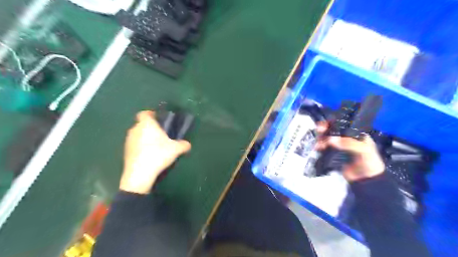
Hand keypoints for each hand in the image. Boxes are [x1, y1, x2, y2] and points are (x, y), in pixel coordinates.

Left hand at [119, 110, 191, 194]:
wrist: (139, 174)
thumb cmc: (158, 155)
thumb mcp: (176, 149)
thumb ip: (183, 145)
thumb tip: (188, 144)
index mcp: (146, 124)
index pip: (144, 113)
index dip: (151, 114)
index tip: (159, 120)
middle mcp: (135, 129)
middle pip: (142, 124)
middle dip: (150, 127)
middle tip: (161, 134)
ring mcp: (128, 141)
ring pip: (138, 134)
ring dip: (145, 137)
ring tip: (155, 145)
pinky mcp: (125, 151)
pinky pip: (134, 144)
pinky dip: (141, 146)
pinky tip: (149, 155)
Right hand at [316, 121, 383, 179]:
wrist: (366, 180)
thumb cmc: (370, 162)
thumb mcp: (363, 150)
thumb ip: (348, 144)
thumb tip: (331, 139)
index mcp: (356, 134)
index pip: (343, 125)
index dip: (333, 123)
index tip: (325, 124)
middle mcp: (346, 138)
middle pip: (332, 130)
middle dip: (324, 129)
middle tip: (319, 131)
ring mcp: (339, 146)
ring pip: (327, 138)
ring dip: (321, 138)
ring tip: (319, 143)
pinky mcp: (333, 154)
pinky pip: (325, 148)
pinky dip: (319, 146)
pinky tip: (317, 148)